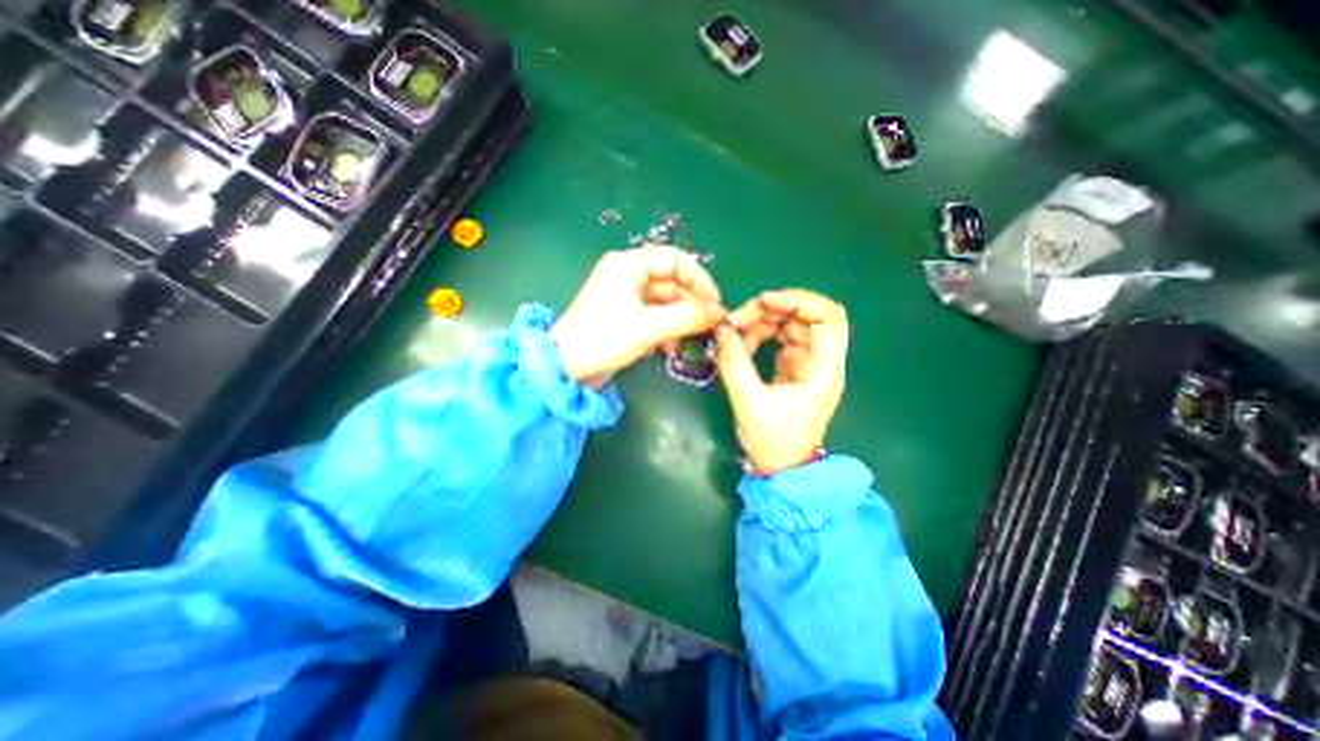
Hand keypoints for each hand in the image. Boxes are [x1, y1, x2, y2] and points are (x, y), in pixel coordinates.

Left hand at [552, 247, 727, 386]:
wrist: (566, 368)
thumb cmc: (604, 338)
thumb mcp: (649, 327)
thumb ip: (687, 317)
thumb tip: (720, 313)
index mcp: (629, 265)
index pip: (675, 260)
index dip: (699, 279)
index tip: (715, 302)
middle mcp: (628, 276)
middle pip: (672, 282)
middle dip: (691, 304)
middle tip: (710, 325)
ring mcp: (626, 298)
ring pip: (665, 303)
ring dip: (680, 321)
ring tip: (692, 340)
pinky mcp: (626, 318)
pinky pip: (655, 318)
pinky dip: (666, 331)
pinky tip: (671, 350)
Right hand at [713, 288, 845, 474]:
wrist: (782, 471)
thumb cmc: (773, 442)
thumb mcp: (749, 402)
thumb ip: (734, 363)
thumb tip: (720, 330)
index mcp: (824, 370)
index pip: (828, 317)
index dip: (797, 300)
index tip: (762, 302)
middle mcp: (822, 362)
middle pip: (808, 316)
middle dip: (773, 310)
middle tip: (739, 319)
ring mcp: (809, 365)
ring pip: (793, 326)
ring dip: (764, 323)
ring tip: (735, 335)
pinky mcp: (795, 371)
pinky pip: (782, 340)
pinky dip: (762, 336)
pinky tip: (742, 346)